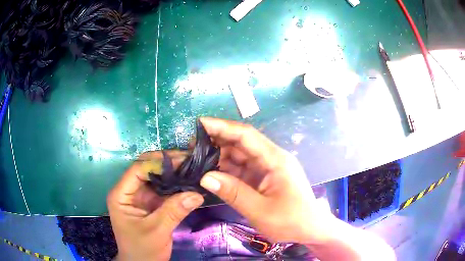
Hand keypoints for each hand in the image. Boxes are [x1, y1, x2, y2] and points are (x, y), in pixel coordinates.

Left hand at [107, 151, 203, 260]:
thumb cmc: (142, 249)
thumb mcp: (157, 231)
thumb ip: (174, 212)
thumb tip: (197, 194)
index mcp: (121, 195)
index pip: (138, 169)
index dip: (159, 163)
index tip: (182, 159)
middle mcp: (129, 191)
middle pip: (146, 169)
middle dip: (167, 164)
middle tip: (189, 160)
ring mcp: (140, 197)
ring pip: (156, 177)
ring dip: (173, 173)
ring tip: (192, 167)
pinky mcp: (150, 203)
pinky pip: (163, 189)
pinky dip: (175, 185)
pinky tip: (188, 182)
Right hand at [199, 117, 332, 244]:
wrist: (310, 229)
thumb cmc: (291, 220)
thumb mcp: (261, 210)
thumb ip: (233, 192)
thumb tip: (204, 176)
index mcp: (275, 160)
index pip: (246, 135)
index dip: (222, 127)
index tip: (200, 124)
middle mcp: (271, 158)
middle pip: (241, 143)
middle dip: (217, 141)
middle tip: (191, 145)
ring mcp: (267, 168)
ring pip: (239, 155)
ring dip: (219, 156)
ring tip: (196, 158)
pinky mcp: (263, 177)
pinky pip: (241, 169)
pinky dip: (226, 170)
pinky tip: (210, 172)